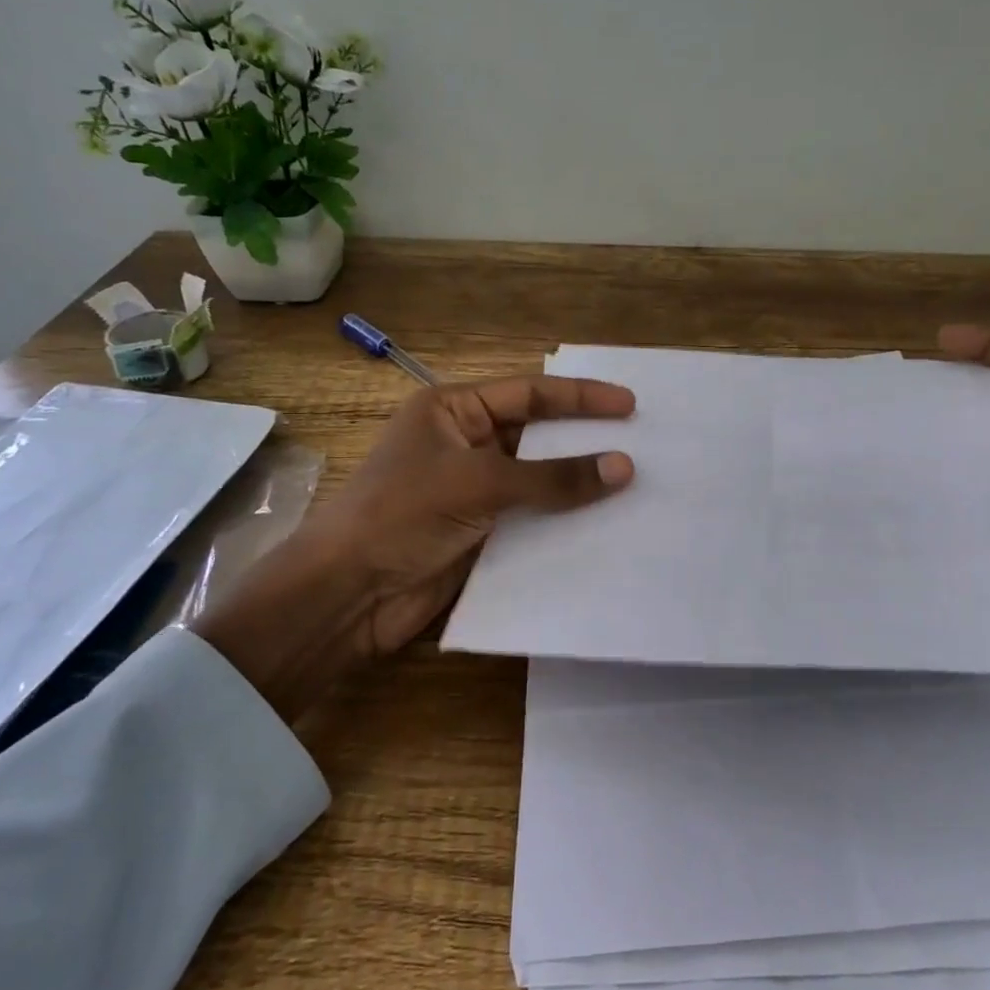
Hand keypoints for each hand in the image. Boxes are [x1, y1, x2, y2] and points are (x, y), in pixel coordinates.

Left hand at [199, 375, 634, 722]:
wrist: (348, 595)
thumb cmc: (403, 515)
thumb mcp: (479, 484)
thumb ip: (553, 477)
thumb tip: (624, 467)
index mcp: (452, 410)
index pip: (529, 393)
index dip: (581, 398)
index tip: (630, 405)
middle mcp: (465, 442)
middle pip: (536, 434)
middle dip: (584, 439)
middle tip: (641, 442)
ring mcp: (473, 489)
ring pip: (538, 478)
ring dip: (578, 482)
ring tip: (634, 482)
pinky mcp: (480, 531)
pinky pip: (532, 517)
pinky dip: (564, 518)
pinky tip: (604, 522)